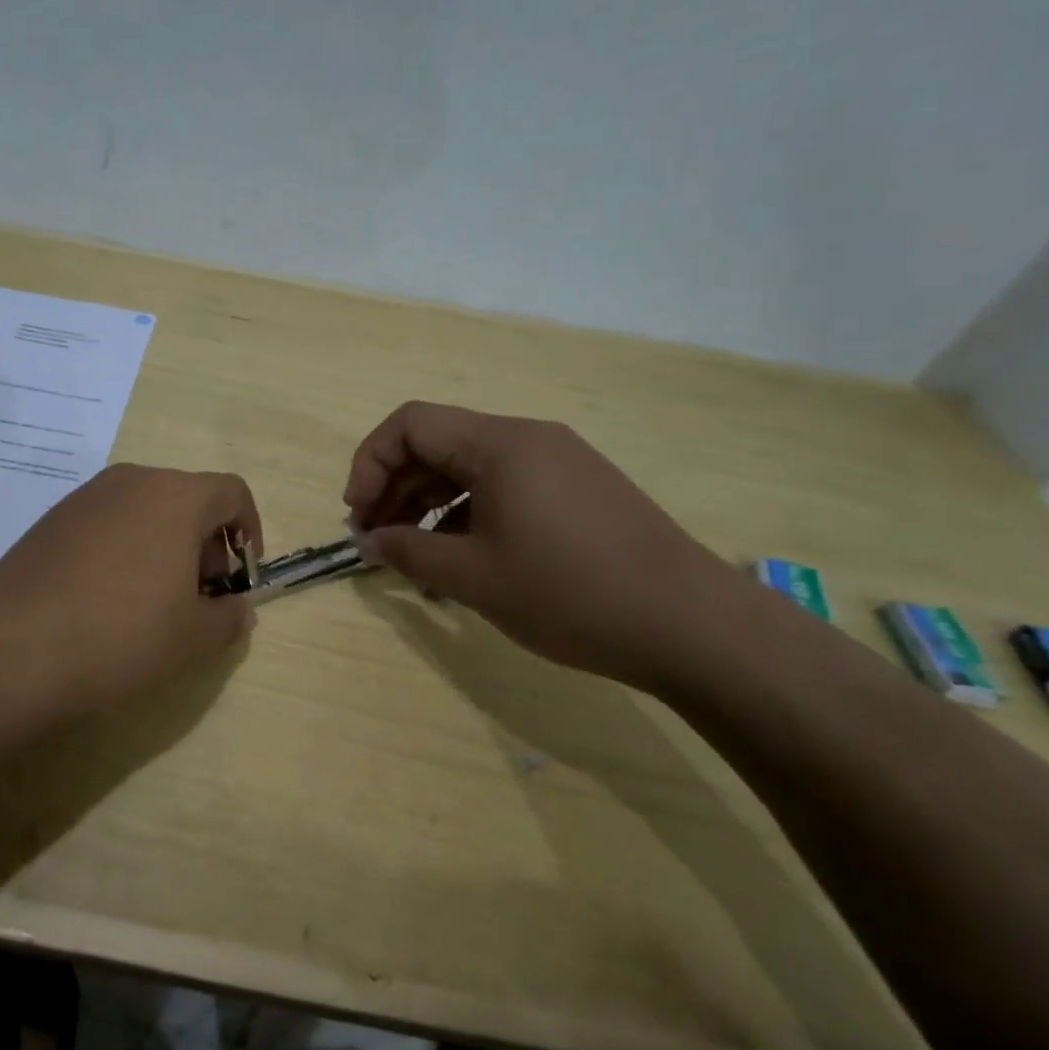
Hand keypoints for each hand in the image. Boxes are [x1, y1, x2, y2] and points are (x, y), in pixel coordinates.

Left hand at [0, 463, 261, 713]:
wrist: (12, 650)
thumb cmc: (122, 635)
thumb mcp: (194, 637)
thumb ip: (230, 617)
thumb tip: (236, 609)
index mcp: (175, 496)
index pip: (232, 493)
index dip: (249, 532)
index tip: (239, 577)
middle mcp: (132, 481)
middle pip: (188, 499)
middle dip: (205, 544)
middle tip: (199, 597)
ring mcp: (85, 497)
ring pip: (145, 510)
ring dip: (165, 546)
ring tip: (153, 602)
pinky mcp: (51, 519)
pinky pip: (107, 523)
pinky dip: (125, 549)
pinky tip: (107, 599)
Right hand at [343, 402, 743, 691]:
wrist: (690, 625)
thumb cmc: (569, 593)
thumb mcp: (474, 577)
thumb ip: (409, 553)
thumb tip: (368, 542)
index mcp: (500, 444)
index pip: (410, 424)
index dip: (370, 463)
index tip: (358, 515)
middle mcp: (528, 438)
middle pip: (438, 443)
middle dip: (395, 487)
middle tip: (376, 540)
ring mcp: (559, 462)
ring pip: (471, 467)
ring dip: (429, 503)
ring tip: (413, 553)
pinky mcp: (578, 490)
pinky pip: (504, 486)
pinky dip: (468, 512)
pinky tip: (462, 555)